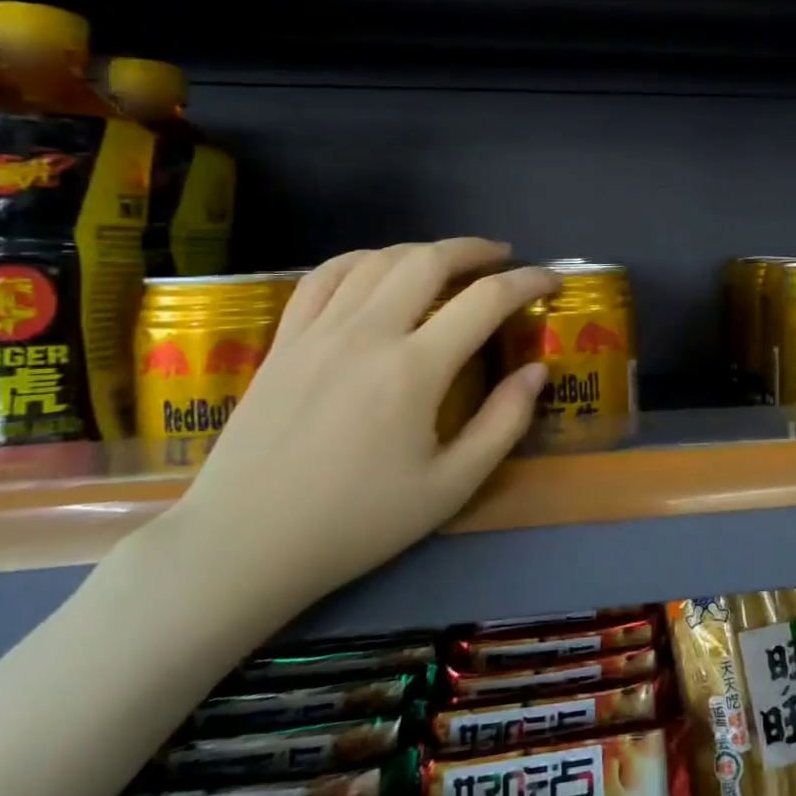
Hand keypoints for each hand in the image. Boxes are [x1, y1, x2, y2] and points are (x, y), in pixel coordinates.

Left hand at [141, 239, 555, 618]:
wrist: (244, 545)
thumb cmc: (356, 522)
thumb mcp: (450, 487)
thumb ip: (503, 423)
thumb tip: (537, 371)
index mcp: (414, 370)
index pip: (486, 300)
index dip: (528, 282)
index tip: (551, 280)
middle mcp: (367, 334)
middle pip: (428, 260)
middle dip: (475, 250)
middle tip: (503, 257)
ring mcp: (318, 332)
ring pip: (377, 261)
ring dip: (423, 250)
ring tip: (449, 261)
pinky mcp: (284, 341)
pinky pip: (324, 277)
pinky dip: (361, 260)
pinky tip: (377, 268)